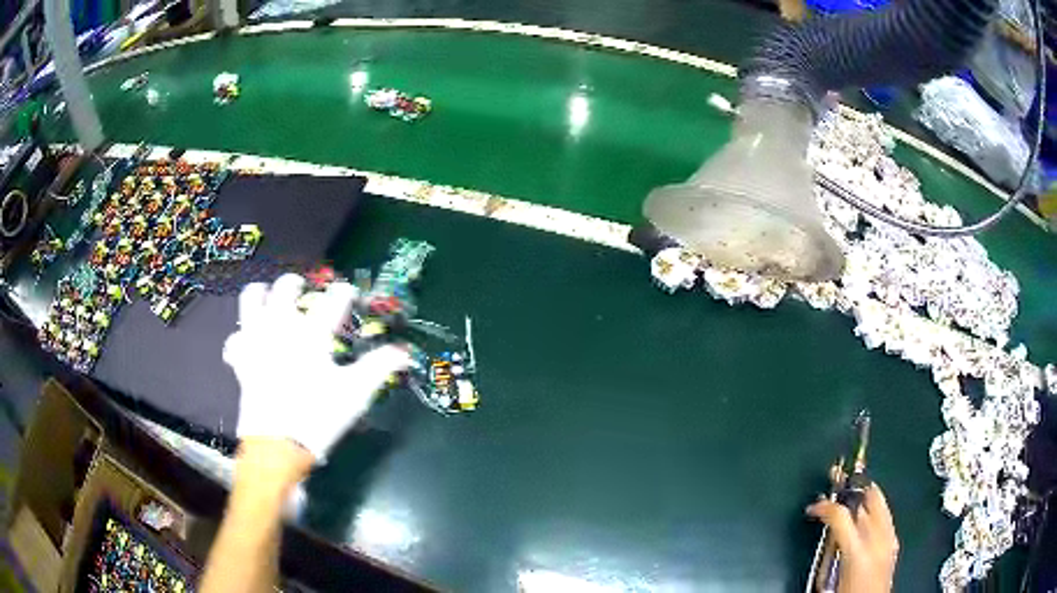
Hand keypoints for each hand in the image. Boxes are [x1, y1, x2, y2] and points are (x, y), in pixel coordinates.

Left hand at [224, 274, 411, 461]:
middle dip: (295, 283)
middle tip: (302, 289)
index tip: (348, 291)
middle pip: (285, 289)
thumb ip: (378, 367)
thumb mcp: (355, 394)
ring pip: (251, 300)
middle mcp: (281, 327)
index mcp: (312, 333)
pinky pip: (235, 340)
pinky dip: (240, 338)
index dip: (343, 292)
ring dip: (260, 294)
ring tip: (267, 296)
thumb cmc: (318, 416)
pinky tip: (247, 342)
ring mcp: (257, 341)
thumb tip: (404, 351)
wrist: (278, 445)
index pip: (332, 300)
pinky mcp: (241, 360)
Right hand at [807, 484, 898, 592]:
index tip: (814, 506)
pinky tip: (867, 515)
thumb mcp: (830, 575)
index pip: (840, 516)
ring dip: (864, 496)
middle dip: (853, 486)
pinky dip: (876, 510)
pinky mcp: (894, 544)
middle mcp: (877, 540)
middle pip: (868, 499)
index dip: (826, 506)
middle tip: (838, 477)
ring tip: (851, 491)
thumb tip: (830, 524)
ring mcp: (889, 540)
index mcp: (856, 551)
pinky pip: (886, 517)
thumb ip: (833, 545)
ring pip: (879, 504)